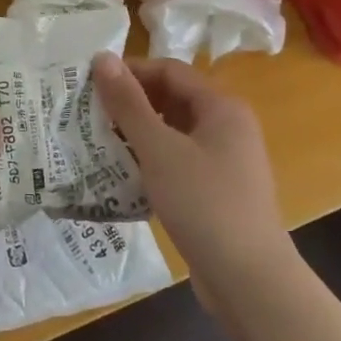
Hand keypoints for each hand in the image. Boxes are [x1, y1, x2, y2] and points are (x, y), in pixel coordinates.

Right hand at [92, 53, 294, 306]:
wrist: (251, 283)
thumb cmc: (205, 205)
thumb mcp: (159, 150)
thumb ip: (129, 103)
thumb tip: (102, 57)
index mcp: (222, 107)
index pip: (169, 71)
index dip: (130, 72)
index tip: (91, 84)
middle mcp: (228, 127)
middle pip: (172, 99)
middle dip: (131, 103)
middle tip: (89, 113)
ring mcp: (225, 161)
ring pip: (173, 132)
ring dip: (137, 133)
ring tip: (98, 141)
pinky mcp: (216, 190)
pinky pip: (178, 160)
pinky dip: (151, 160)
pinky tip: (123, 173)